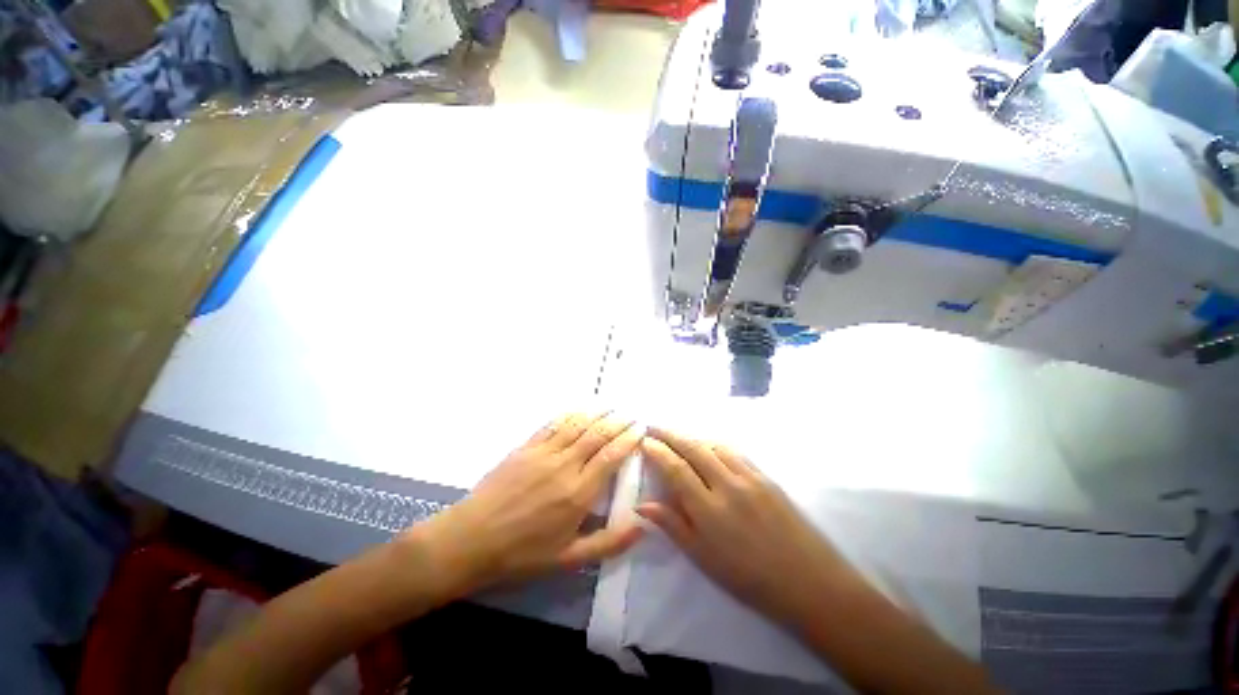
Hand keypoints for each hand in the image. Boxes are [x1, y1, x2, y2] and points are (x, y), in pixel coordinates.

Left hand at [409, 412, 645, 592]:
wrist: (472, 539)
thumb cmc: (523, 553)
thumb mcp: (569, 558)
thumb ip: (608, 543)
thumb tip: (642, 526)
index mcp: (579, 492)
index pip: (611, 456)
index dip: (629, 439)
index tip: (641, 429)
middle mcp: (565, 466)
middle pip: (598, 435)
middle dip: (618, 422)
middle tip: (631, 415)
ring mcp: (544, 453)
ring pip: (577, 425)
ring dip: (597, 413)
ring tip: (611, 407)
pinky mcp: (527, 447)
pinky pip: (553, 425)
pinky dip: (570, 415)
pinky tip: (579, 411)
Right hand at [637, 427, 848, 625]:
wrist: (808, 581)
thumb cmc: (748, 578)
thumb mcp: (703, 559)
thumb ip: (672, 525)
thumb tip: (642, 504)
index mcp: (709, 510)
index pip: (675, 468)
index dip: (657, 451)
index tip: (643, 441)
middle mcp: (727, 485)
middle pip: (693, 448)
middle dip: (669, 434)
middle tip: (653, 426)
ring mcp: (749, 477)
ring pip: (713, 445)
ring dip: (691, 436)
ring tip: (677, 436)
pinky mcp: (765, 476)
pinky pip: (734, 451)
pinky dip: (714, 444)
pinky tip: (708, 446)